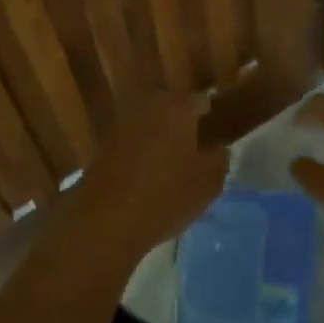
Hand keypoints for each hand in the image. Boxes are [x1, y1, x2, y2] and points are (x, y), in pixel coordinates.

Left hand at [74, 92, 228, 260]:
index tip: (216, 138)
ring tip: (172, 166)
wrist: (107, 221)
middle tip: (195, 152)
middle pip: (173, 109)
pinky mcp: (104, 144)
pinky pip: (132, 141)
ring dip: (161, 138)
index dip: (211, 119)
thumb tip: (217, 149)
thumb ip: (219, 160)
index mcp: (177, 107)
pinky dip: (141, 152)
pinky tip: (147, 177)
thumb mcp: (209, 183)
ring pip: (151, 124)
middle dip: (184, 125)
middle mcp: (149, 106)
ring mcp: (122, 124)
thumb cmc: (166, 196)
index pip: (201, 101)